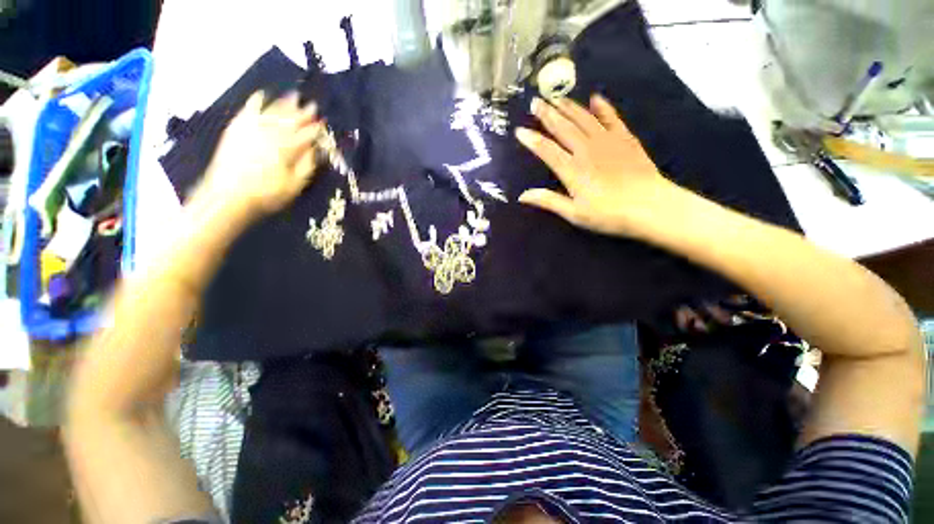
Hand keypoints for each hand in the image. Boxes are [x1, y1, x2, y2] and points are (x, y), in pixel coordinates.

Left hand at [198, 91, 323, 219]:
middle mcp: (270, 134)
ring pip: (272, 112)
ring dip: (284, 104)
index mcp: (287, 148)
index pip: (306, 135)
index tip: (323, 123)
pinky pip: (248, 111)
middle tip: (312, 104)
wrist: (227, 196)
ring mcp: (251, 130)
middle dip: (303, 112)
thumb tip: (316, 149)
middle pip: (290, 120)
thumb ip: (307, 165)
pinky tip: (260, 96)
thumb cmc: (267, 194)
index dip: (316, 129)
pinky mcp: (237, 130)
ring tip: (294, 96)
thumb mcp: (295, 185)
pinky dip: (255, 103)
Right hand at [517, 94, 687, 238]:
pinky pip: (612, 118)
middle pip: (563, 128)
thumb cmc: (608, 214)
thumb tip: (522, 196)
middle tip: (535, 101)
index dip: (532, 140)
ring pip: (584, 119)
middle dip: (547, 114)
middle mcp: (586, 150)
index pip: (547, 150)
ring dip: (569, 107)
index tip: (519, 130)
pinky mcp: (625, 139)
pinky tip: (595, 98)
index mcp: (572, 170)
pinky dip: (602, 107)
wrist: (650, 206)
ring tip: (556, 97)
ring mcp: (607, 141)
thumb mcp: (574, 213)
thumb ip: (548, 201)